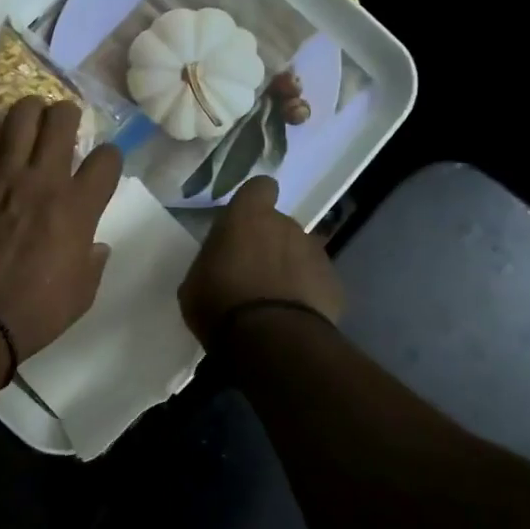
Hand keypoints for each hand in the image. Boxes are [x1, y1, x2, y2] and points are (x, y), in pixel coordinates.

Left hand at [0, 97, 122, 361]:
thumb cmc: (37, 312)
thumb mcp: (83, 293)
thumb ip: (94, 260)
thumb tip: (95, 243)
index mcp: (78, 209)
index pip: (107, 158)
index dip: (109, 158)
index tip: (101, 168)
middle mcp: (42, 183)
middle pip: (61, 120)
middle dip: (68, 115)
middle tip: (63, 126)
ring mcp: (1, 179)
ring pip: (20, 117)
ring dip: (30, 111)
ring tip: (30, 119)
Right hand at [179, 175, 343, 345]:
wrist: (271, 341)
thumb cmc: (220, 304)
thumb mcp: (195, 282)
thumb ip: (212, 261)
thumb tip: (221, 262)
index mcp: (248, 217)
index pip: (260, 187)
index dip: (253, 202)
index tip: (244, 223)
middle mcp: (287, 226)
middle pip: (279, 225)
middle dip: (269, 243)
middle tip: (251, 273)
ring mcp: (316, 254)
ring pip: (300, 253)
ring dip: (289, 269)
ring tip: (273, 301)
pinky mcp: (335, 284)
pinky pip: (316, 282)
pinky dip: (306, 294)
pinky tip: (291, 318)